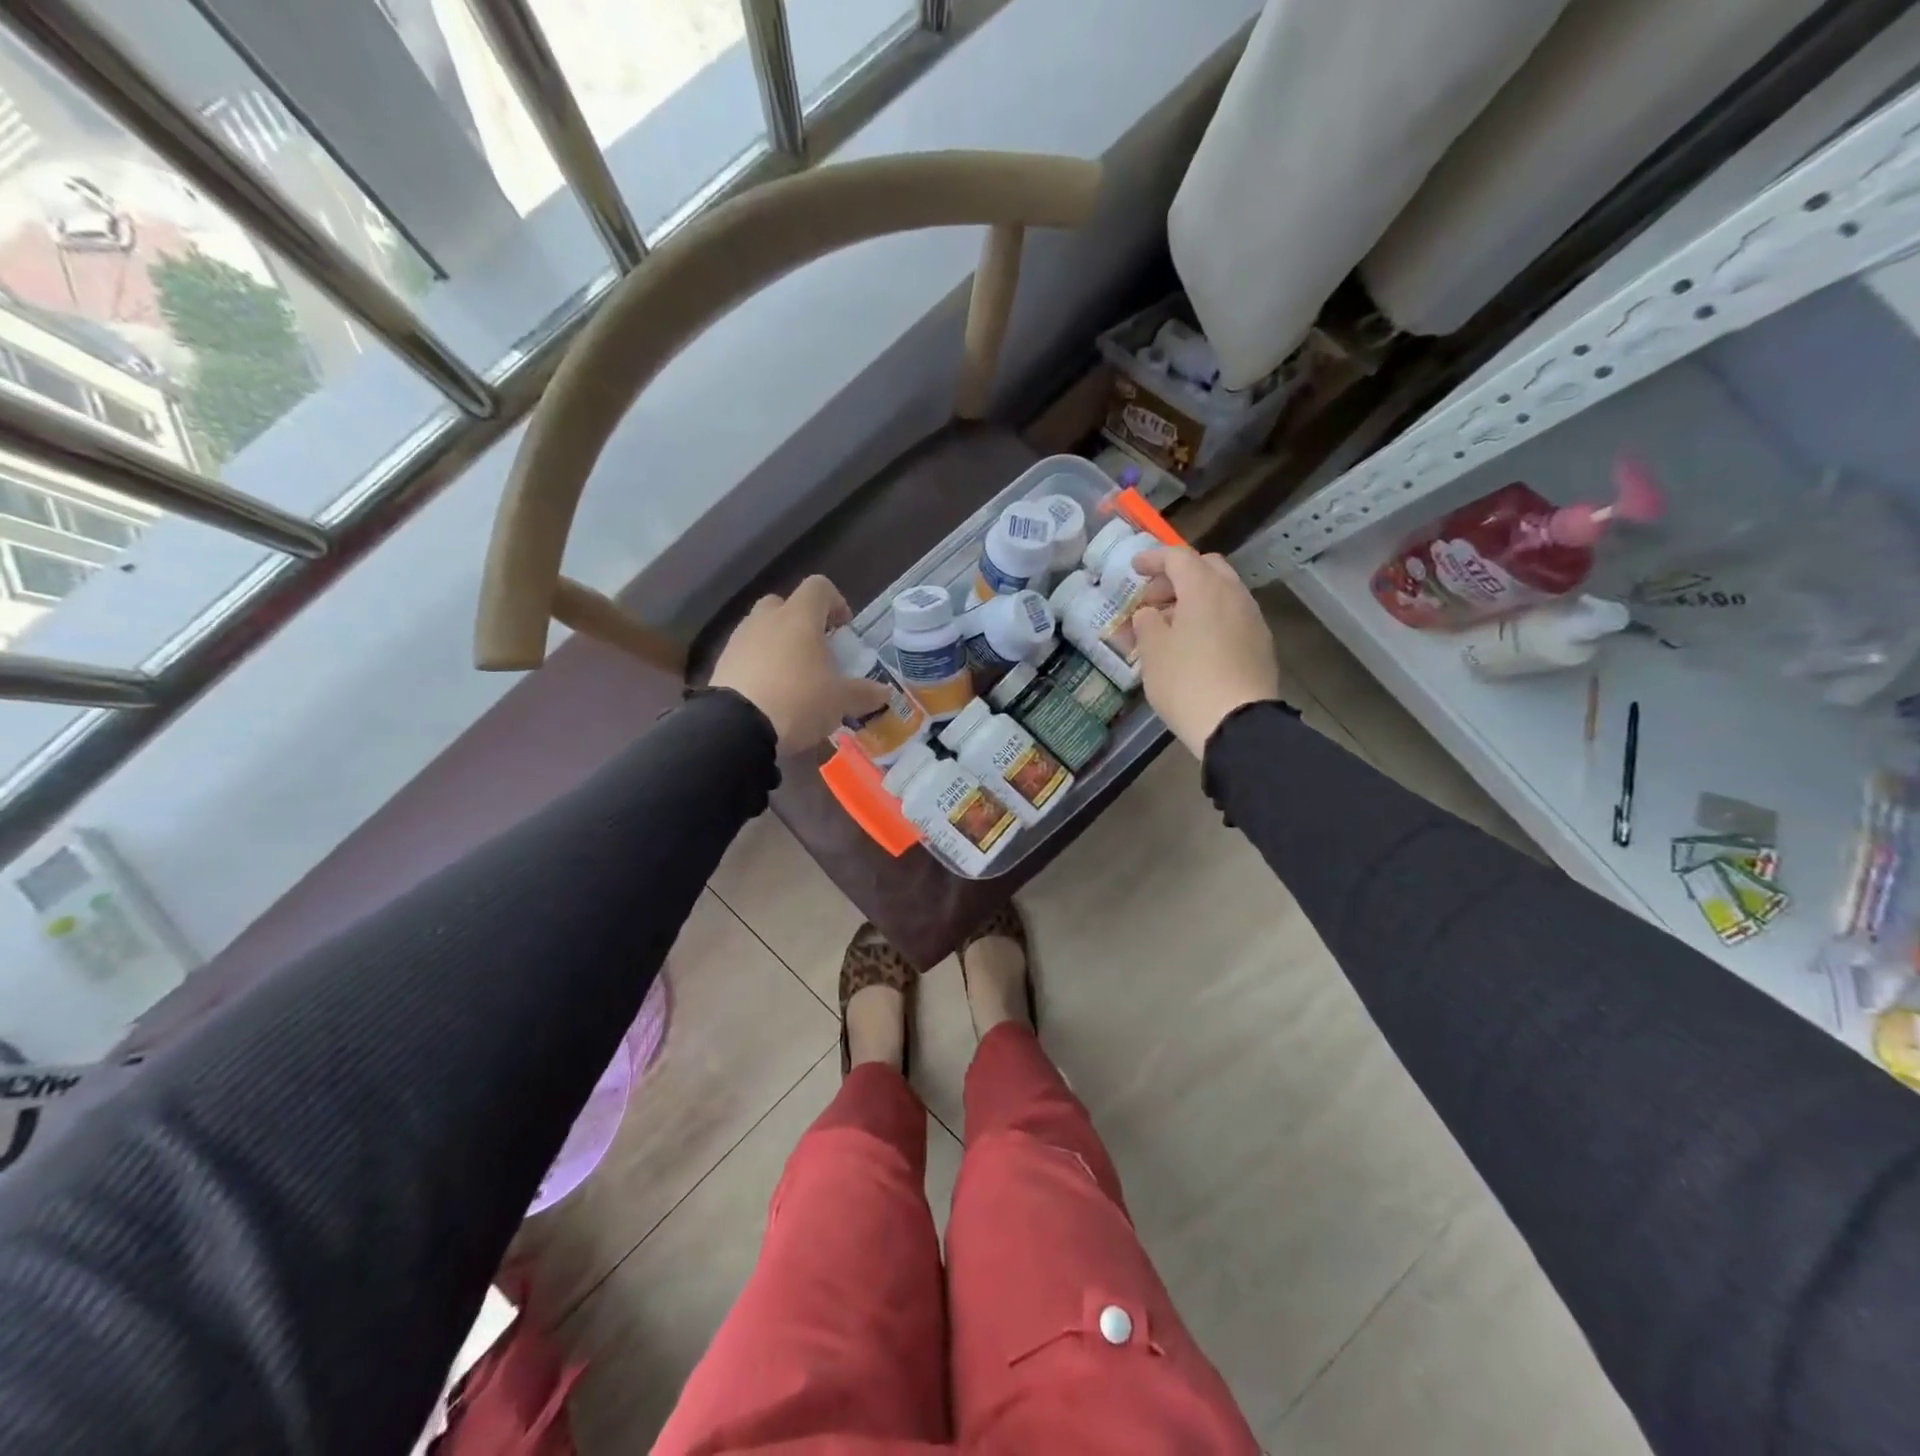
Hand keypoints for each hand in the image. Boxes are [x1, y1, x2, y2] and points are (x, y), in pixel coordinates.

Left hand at [710, 576, 889, 754]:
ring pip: (763, 628)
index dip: (836, 603)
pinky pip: (746, 654)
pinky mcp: (721, 663)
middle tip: (816, 651)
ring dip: (779, 644)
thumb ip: (864, 693)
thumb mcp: (840, 701)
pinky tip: (770, 694)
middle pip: (785, 604)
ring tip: (793, 677)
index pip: (819, 587)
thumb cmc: (799, 700)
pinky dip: (759, 665)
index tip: (844, 630)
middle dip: (802, 622)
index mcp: (799, 617)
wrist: (737, 728)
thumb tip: (885, 692)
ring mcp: (739, 639)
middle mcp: (767, 619)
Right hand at [1130, 547, 1280, 756]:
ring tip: (1171, 624)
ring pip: (1222, 592)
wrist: (1237, 723)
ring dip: (1195, 597)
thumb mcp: (1152, 651)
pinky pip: (1232, 616)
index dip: (1153, 558)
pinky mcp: (1261, 643)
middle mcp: (1233, 594)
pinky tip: (1195, 643)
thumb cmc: (1186, 681)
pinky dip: (1211, 617)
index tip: (1134, 568)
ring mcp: (1252, 618)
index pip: (1178, 557)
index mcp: (1204, 588)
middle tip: (1153, 598)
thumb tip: (1150, 613)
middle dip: (1178, 576)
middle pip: (1207, 568)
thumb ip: (1147, 622)